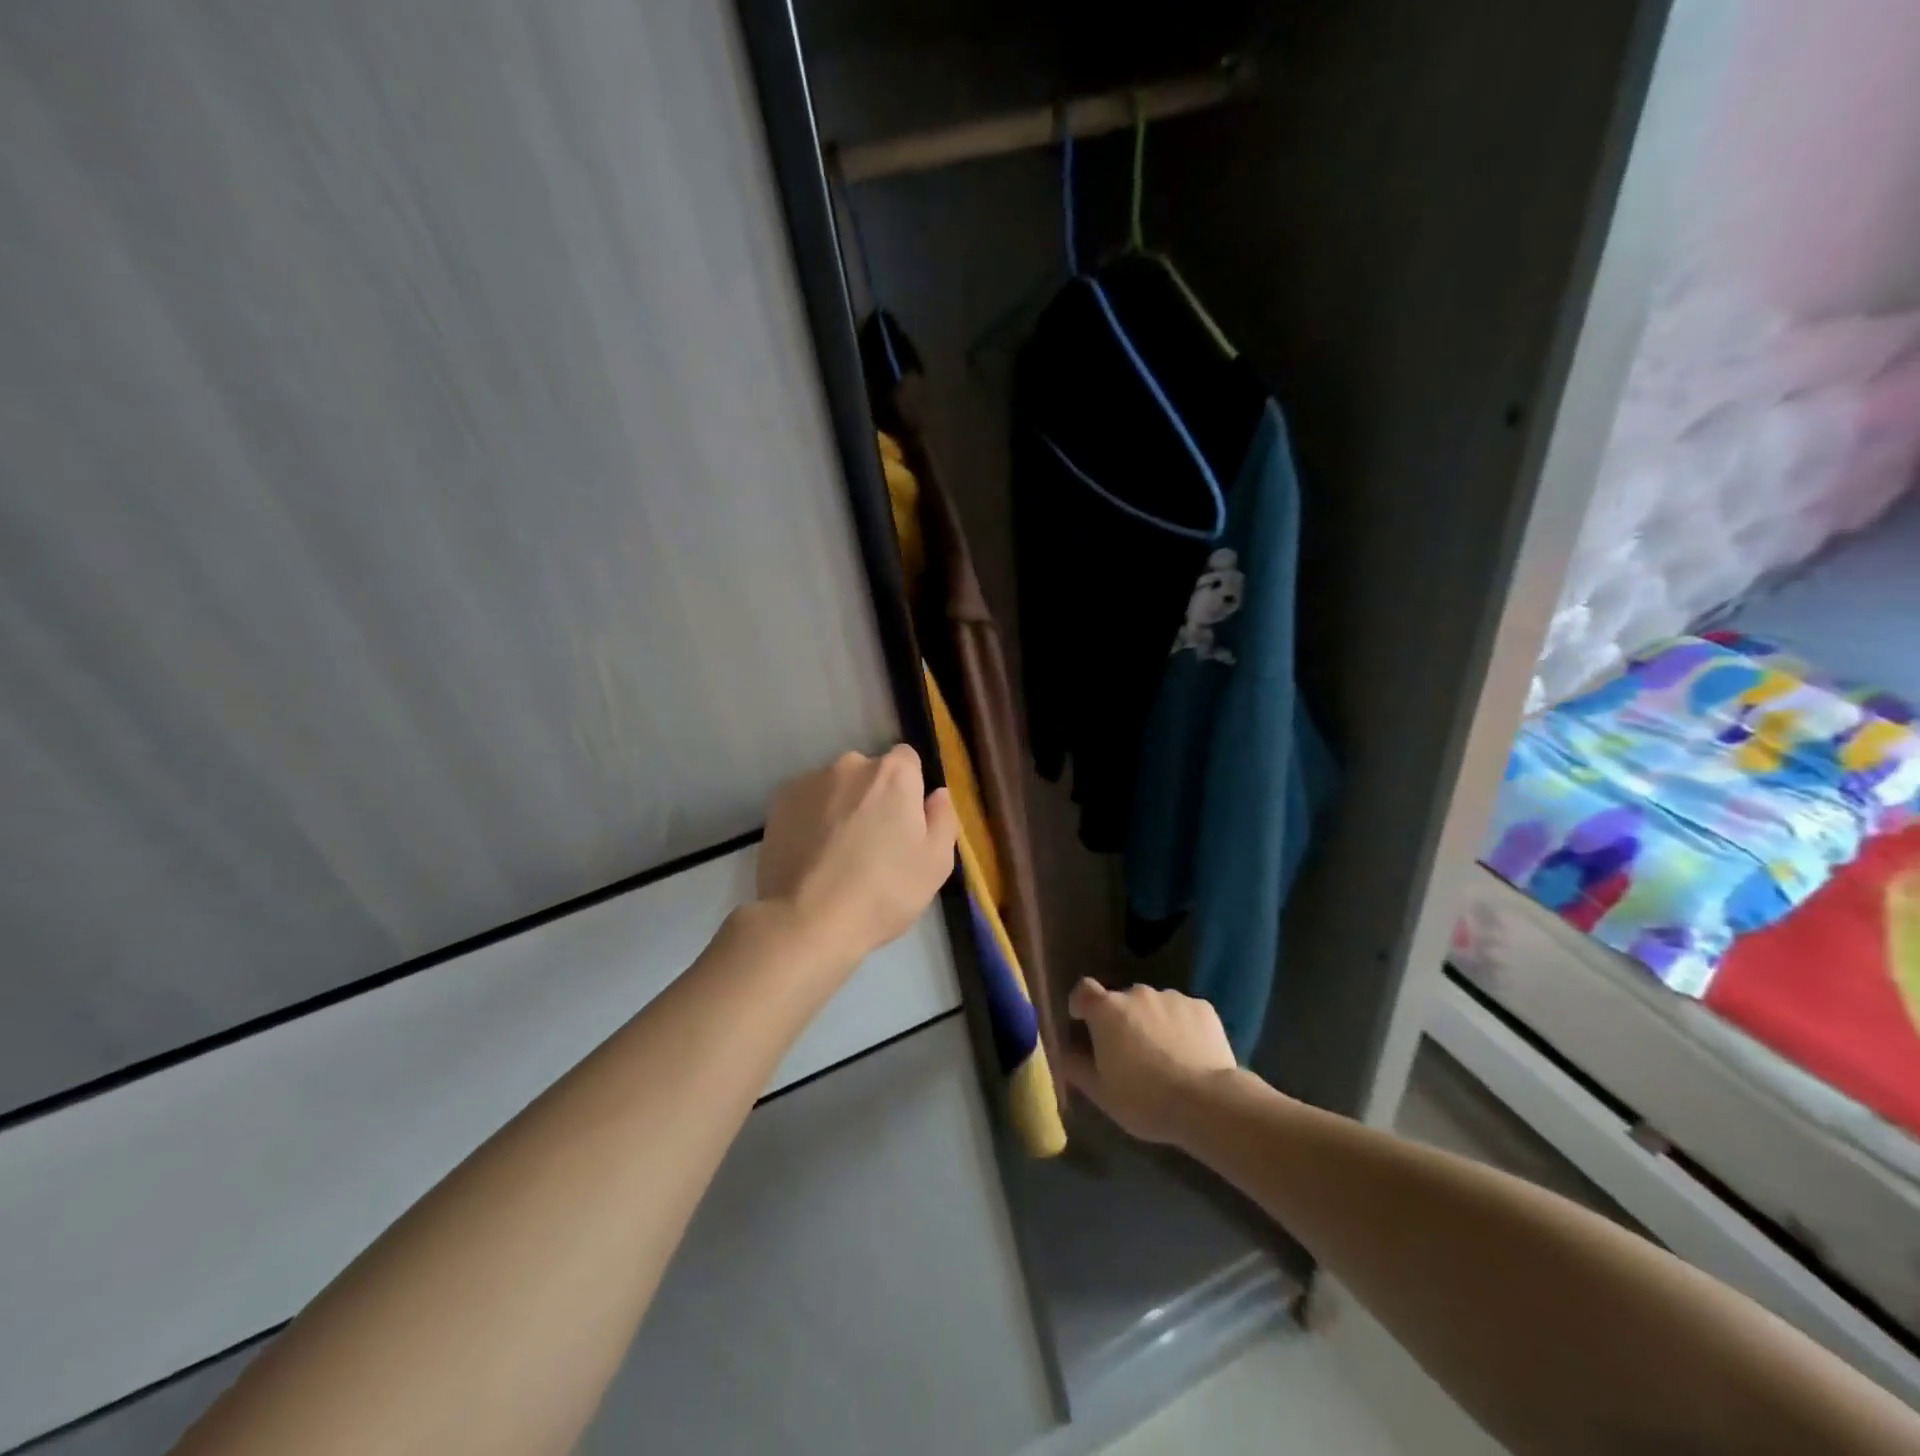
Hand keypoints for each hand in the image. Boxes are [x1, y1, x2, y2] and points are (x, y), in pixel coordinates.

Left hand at [757, 746, 958, 965]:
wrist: (807, 922)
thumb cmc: (883, 893)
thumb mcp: (936, 864)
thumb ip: (942, 819)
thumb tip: (936, 794)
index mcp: (893, 774)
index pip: (907, 761)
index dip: (909, 790)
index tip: (905, 823)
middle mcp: (850, 765)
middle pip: (870, 773)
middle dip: (873, 798)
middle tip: (872, 844)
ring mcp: (809, 781)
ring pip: (835, 788)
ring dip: (840, 808)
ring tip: (836, 854)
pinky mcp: (778, 803)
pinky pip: (806, 803)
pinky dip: (810, 820)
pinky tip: (811, 855)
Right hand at [1060, 980, 1238, 1144]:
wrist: (1208, 1102)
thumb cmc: (1144, 1099)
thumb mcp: (1101, 1093)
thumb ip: (1077, 1067)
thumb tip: (1062, 1052)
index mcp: (1107, 1010)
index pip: (1083, 990)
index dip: (1082, 1004)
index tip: (1084, 1023)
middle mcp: (1137, 993)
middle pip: (1122, 1001)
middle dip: (1121, 1020)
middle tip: (1130, 1053)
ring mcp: (1172, 997)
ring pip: (1154, 1006)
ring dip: (1152, 1022)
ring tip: (1166, 1057)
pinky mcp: (1202, 1007)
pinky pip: (1183, 1012)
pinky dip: (1182, 1026)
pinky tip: (1191, 1055)